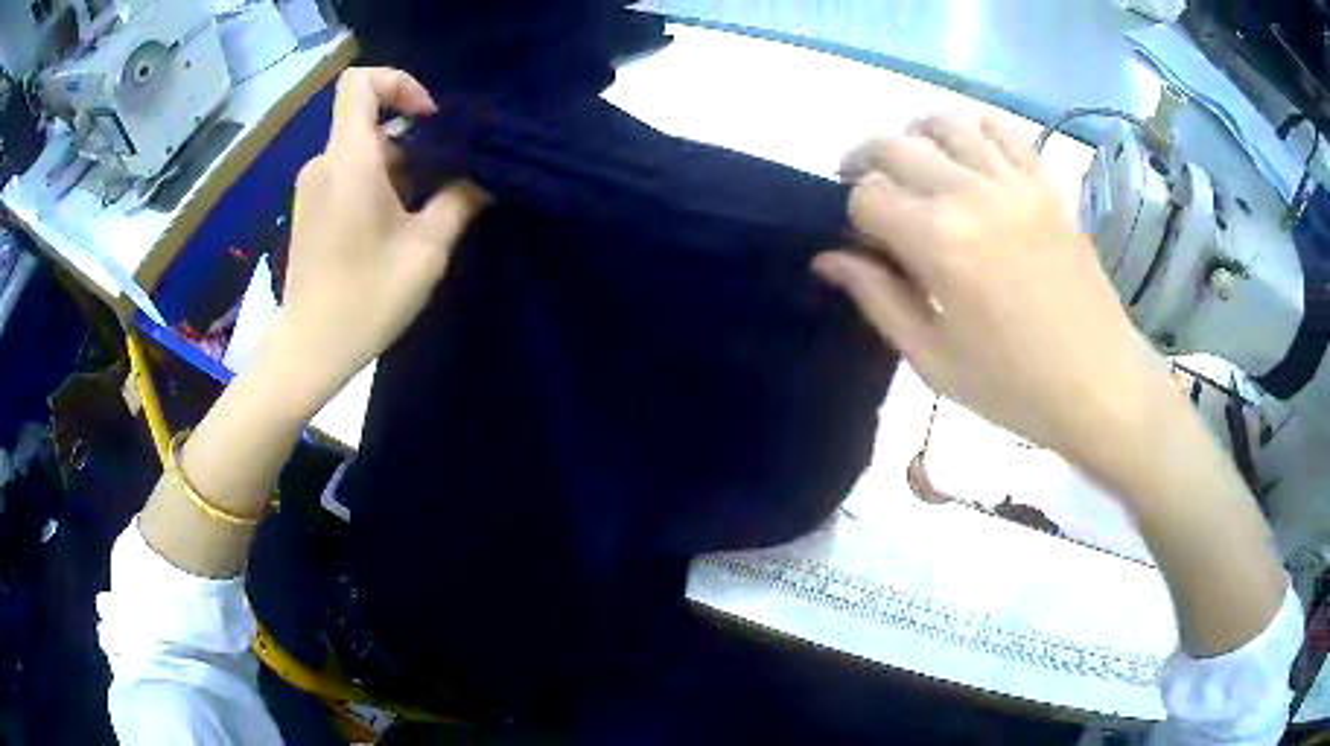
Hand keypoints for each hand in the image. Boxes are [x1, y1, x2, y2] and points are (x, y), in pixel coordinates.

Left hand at [264, 67, 486, 418]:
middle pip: (371, 121)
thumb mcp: (426, 250)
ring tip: (427, 210)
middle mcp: (324, 163)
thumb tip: (482, 176)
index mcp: (349, 160)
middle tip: (447, 178)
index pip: (360, 82)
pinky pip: (348, 175)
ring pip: (362, 151)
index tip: (431, 120)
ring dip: (400, 168)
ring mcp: (313, 187)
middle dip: (414, 140)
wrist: (309, 350)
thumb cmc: (365, 299)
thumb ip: (459, 200)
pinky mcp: (310, 210)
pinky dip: (378, 184)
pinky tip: (396, 226)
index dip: (399, 84)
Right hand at [815, 114, 1171, 467]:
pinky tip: (967, 156)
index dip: (854, 215)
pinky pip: (1001, 130)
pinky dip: (973, 130)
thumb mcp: (932, 359)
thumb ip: (878, 298)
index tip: (865, 242)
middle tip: (869, 193)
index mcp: (939, 243)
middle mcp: (972, 195)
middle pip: (895, 147)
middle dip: (867, 163)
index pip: (867, 195)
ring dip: (915, 137)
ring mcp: (1014, 182)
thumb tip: (827, 258)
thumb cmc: (1013, 385)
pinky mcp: (1045, 183)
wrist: (1099, 383)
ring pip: (945, 123)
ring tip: (916, 166)